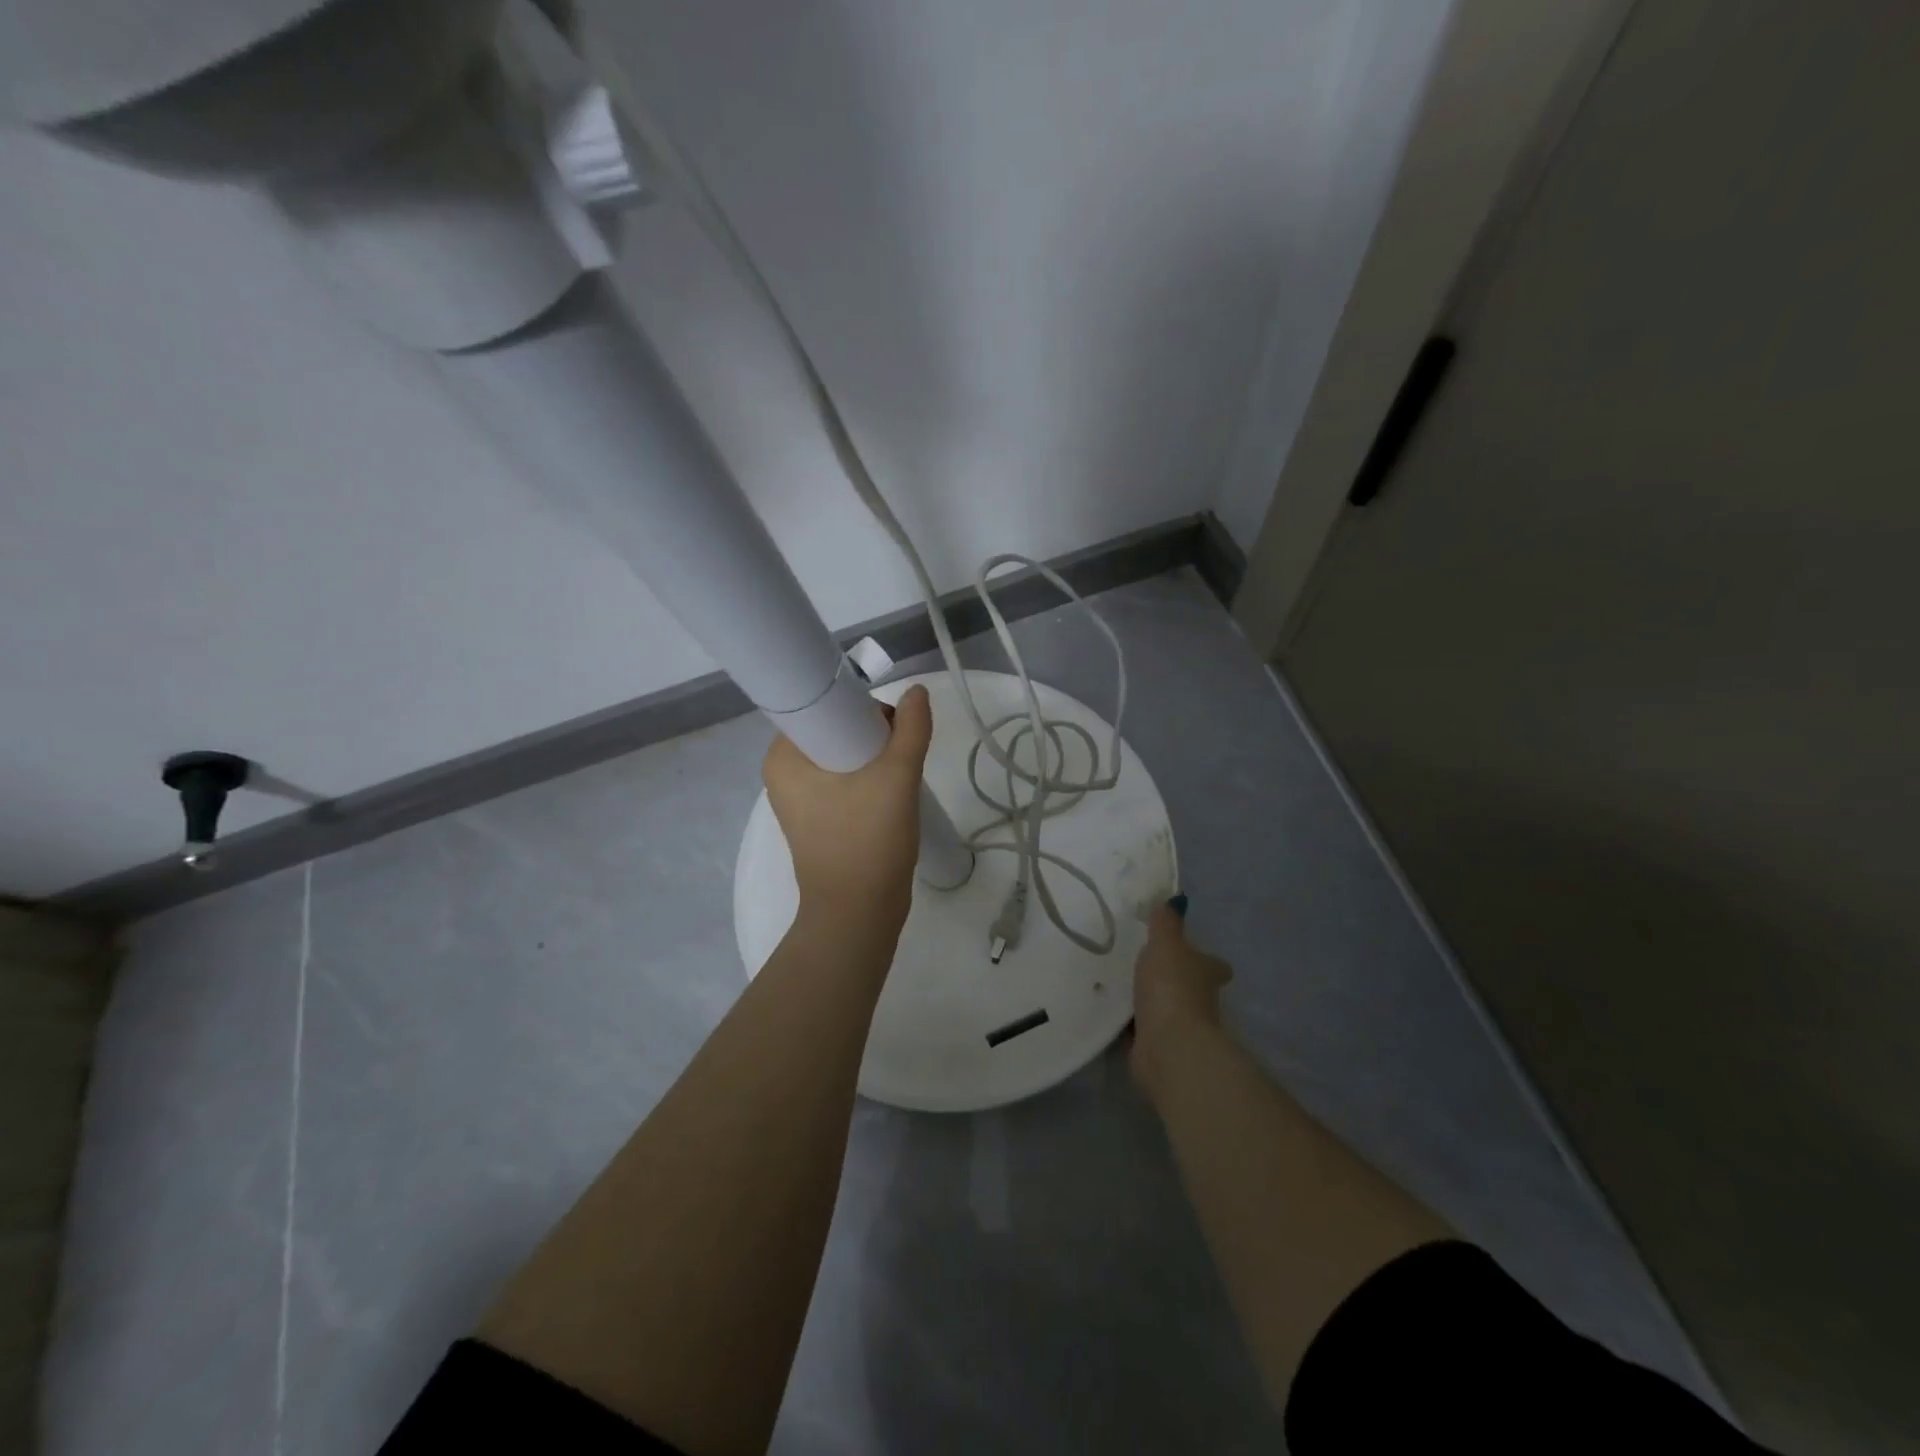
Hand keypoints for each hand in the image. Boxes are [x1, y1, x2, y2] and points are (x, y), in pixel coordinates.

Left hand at [764, 685, 932, 928]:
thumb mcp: (896, 778)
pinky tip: (892, 793)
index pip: (820, 705)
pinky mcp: (820, 818)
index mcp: (784, 757)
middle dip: (872, 734)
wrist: (860, 915)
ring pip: (845, 755)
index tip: (888, 724)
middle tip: (898, 754)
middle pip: (836, 729)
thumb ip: (910, 729)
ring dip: (876, 757)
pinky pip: (846, 780)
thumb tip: (917, 692)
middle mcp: (785, 773)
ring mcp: (802, 798)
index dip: (858, 705)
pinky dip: (870, 778)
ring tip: (899, 776)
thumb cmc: (867, 842)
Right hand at [1130, 901, 1232, 1101]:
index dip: (1204, 959)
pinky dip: (1132, 1024)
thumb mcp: (1165, 944)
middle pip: (1191, 987)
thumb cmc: (1171, 987)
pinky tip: (1110, 1011)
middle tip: (1144, 964)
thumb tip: (1175, 899)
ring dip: (1150, 1001)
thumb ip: (1165, 922)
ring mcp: (1181, 1027)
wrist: (1167, 1046)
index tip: (1187, 952)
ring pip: (1165, 1008)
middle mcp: (1201, 1001)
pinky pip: (1143, 1029)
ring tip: (1120, 984)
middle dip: (1173, 979)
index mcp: (1206, 973)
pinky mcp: (1159, 1048)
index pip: (1213, 965)